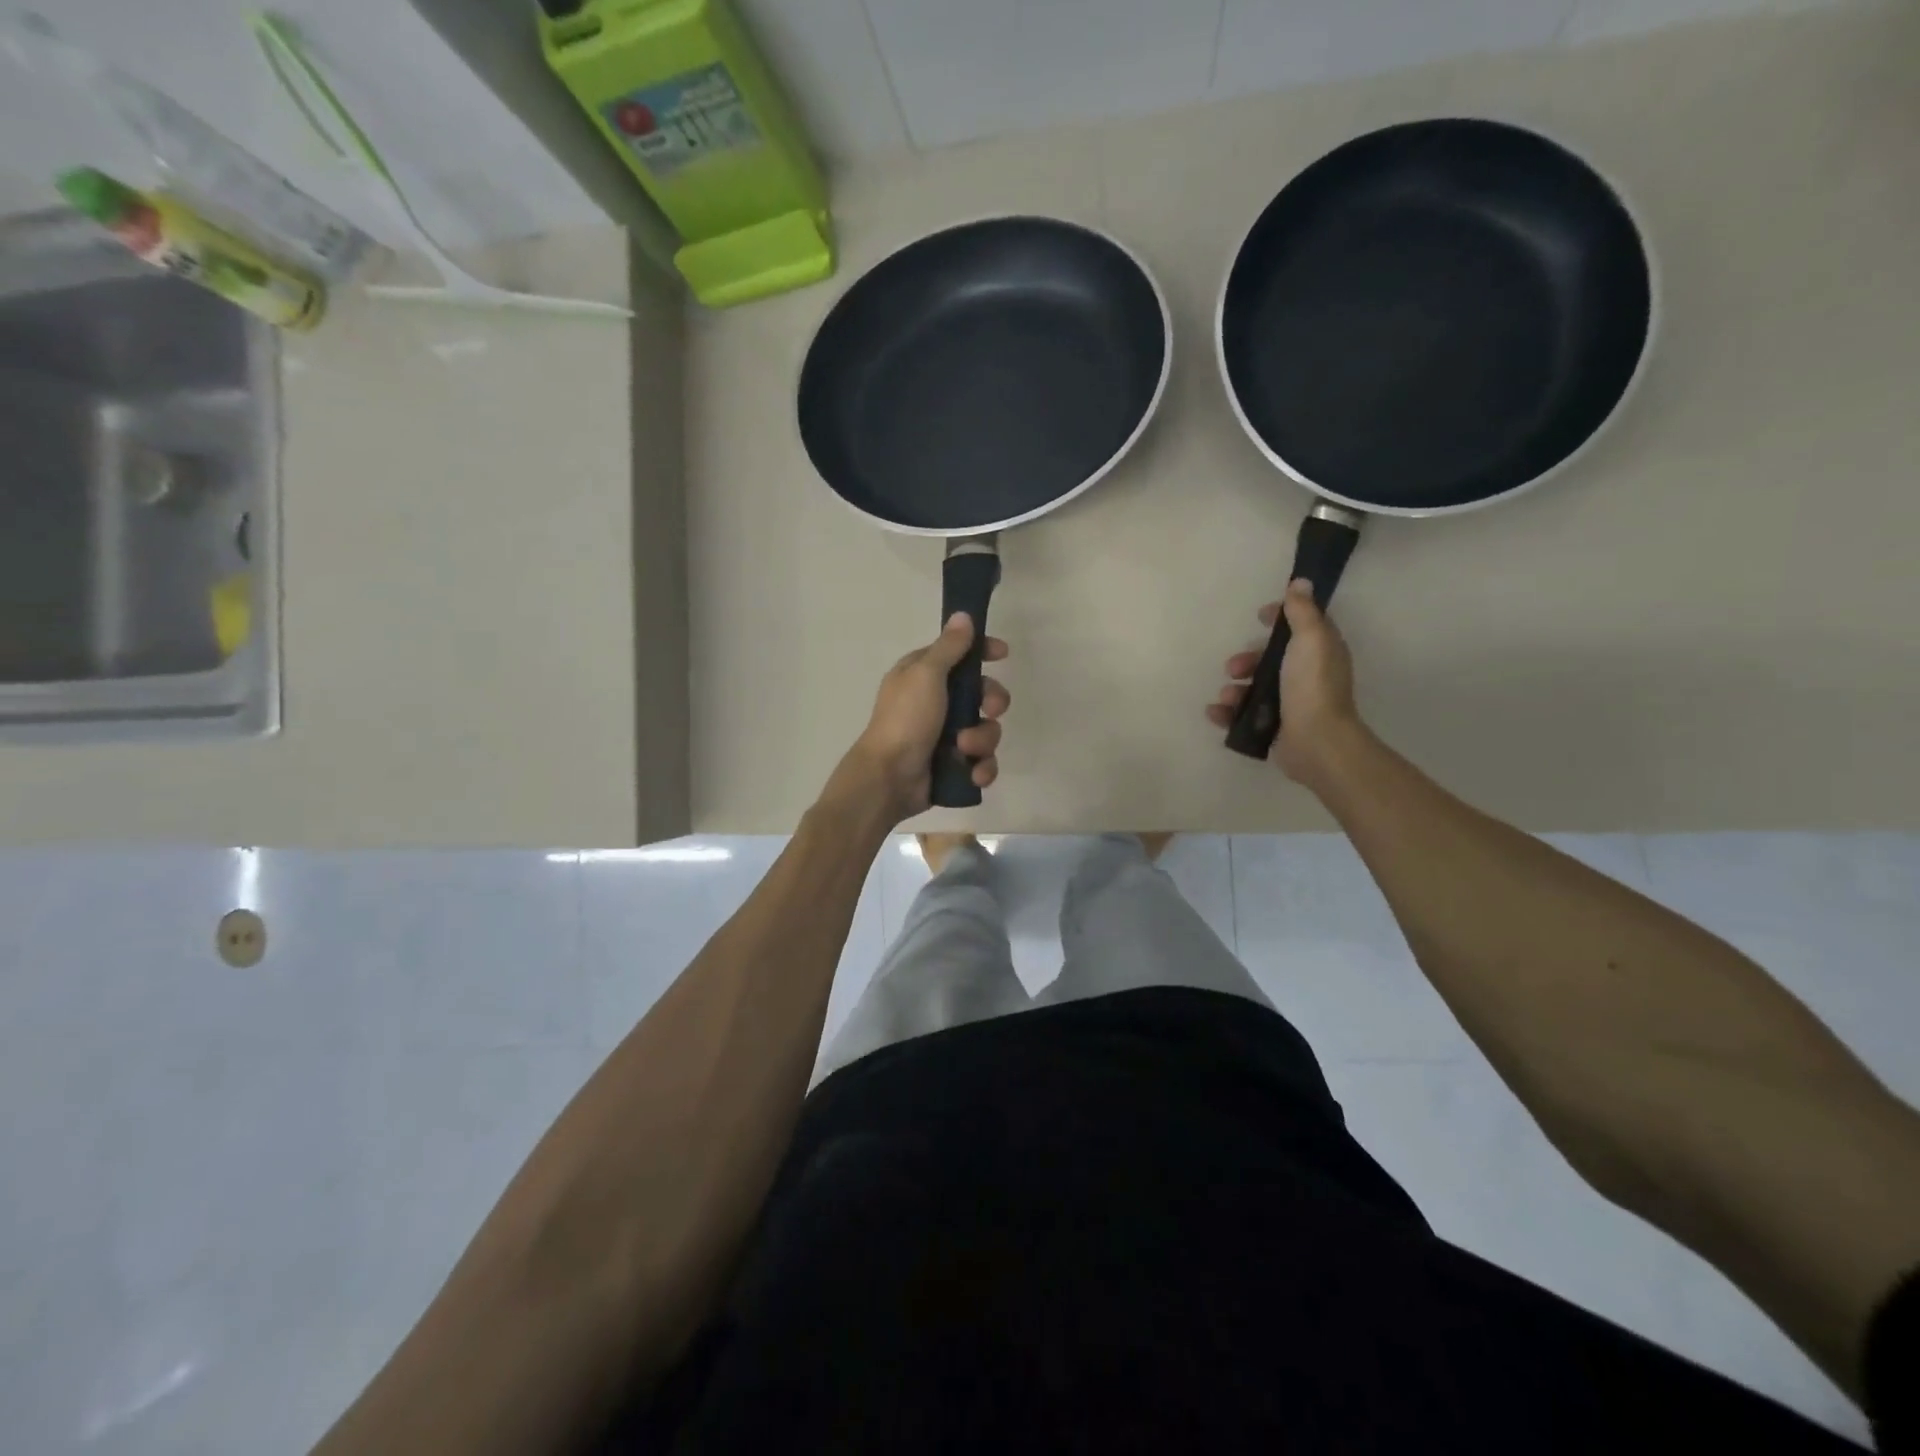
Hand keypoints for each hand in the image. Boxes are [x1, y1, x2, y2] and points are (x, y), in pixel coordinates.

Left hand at [829, 613, 1010, 822]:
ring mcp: (946, 736)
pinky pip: (982, 761)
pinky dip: (981, 768)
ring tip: (963, 749)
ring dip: (982, 740)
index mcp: (923, 675)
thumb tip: (963, 615)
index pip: (959, 654)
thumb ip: (949, 647)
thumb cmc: (906, 719)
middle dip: (992, 702)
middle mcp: (936, 702)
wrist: (889, 778)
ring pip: (986, 730)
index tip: (1002, 654)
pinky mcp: (953, 765)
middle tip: (989, 710)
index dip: (982, 651)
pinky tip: (973, 774)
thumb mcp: (926, 674)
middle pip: (982, 693)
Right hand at [1208, 579, 1361, 784]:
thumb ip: (1303, 611)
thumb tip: (1301, 582)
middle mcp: (1306, 676)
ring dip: (1234, 689)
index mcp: (1319, 652)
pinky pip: (1243, 716)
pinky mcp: (1273, 728)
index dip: (1280, 619)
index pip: (1300, 626)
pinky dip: (1227, 713)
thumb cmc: (1312, 686)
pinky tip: (1216, 713)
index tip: (1260, 616)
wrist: (1315, 741)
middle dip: (1246, 660)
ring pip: (1253, 688)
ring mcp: (1289, 704)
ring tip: (1227, 697)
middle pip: (1269, 659)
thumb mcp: (1310, 639)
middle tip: (1233, 667)